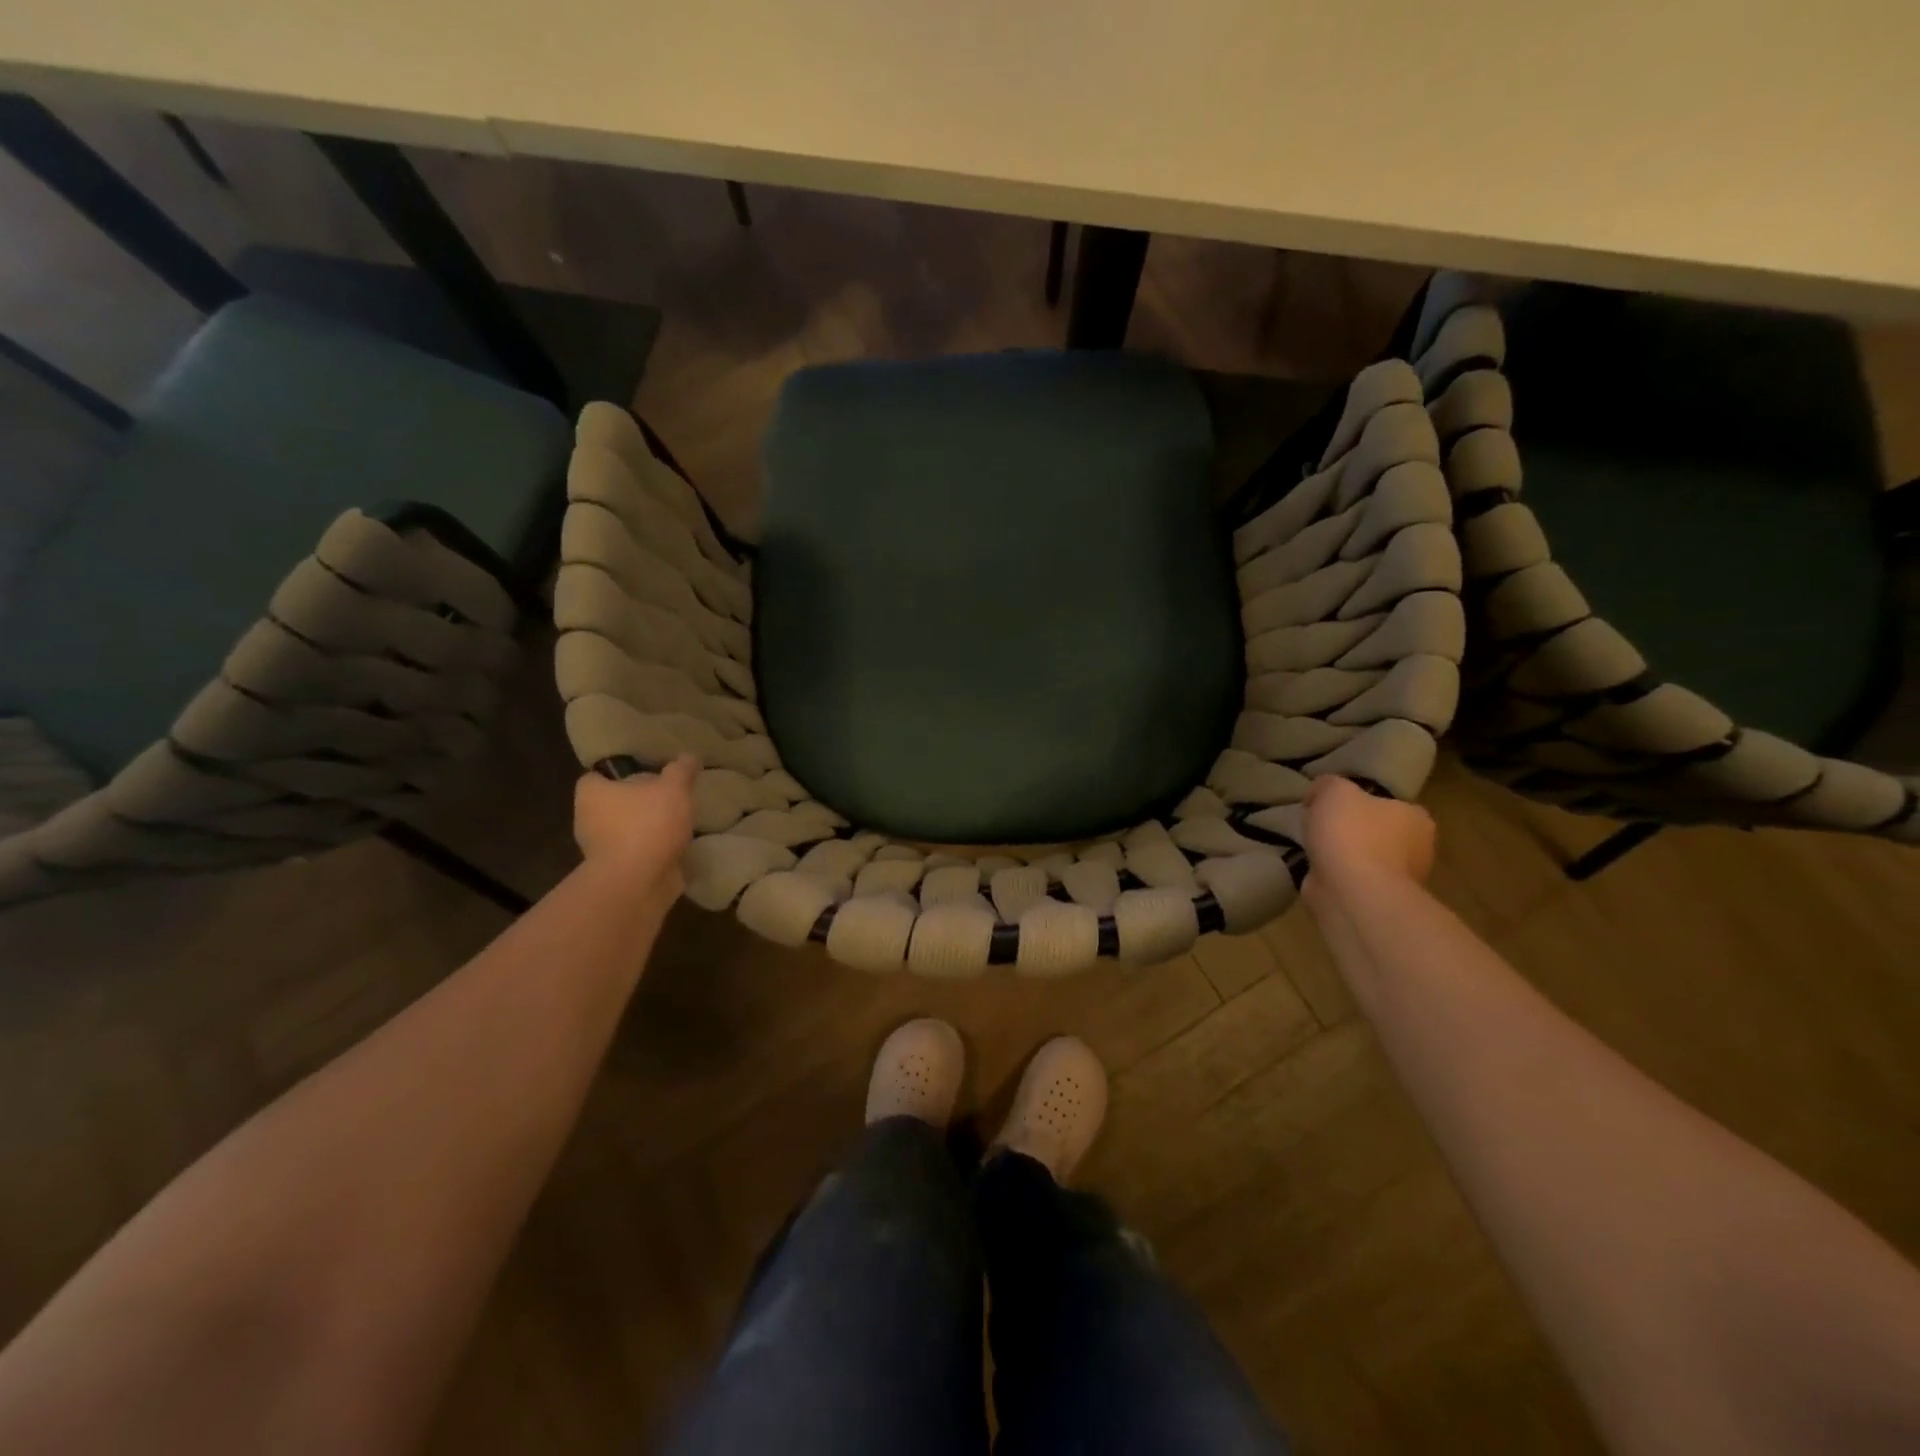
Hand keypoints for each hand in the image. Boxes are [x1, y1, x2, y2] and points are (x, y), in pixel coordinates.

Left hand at [573, 755, 697, 897]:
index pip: (597, 776)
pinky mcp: (617, 871)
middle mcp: (588, 819)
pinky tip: (677, 845)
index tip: (645, 773)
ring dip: (647, 827)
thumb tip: (689, 756)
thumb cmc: (648, 824)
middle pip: (613, 803)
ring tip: (678, 821)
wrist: (639, 881)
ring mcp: (601, 849)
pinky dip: (653, 849)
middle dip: (637, 801)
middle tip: (667, 795)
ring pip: (625, 829)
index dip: (618, 773)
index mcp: (592, 794)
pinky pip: (636, 853)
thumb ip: (681, 770)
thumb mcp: (674, 788)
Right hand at [1301, 775, 1435, 910]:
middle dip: (1351, 829)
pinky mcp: (1377, 901)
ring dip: (1343, 855)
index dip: (1361, 800)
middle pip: (1377, 830)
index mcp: (1416, 818)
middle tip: (1320, 825)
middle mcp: (1416, 849)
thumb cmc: (1352, 834)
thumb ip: (1328, 784)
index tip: (1333, 804)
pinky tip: (1316, 870)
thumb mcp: (1334, 790)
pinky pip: (1352, 879)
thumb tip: (1319, 794)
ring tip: (1313, 849)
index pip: (1390, 803)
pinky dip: (1335, 875)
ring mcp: (1398, 879)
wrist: (1351, 892)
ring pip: (1364, 857)